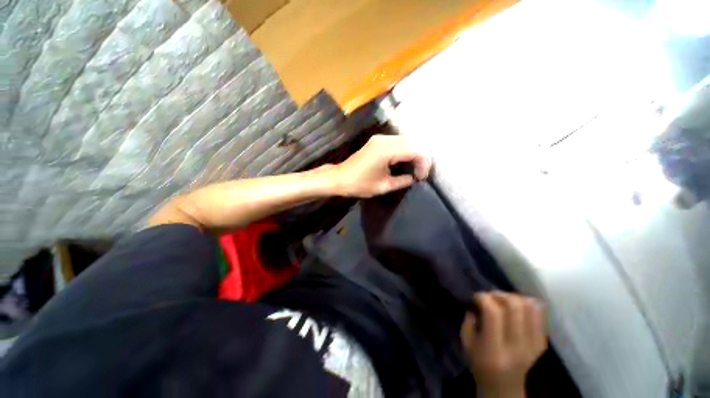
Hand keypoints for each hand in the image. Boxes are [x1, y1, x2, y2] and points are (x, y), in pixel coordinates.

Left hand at [331, 135, 430, 197]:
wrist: (340, 178)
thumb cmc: (360, 184)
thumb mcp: (383, 186)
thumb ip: (402, 181)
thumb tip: (414, 178)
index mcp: (387, 150)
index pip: (415, 150)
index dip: (423, 164)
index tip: (421, 178)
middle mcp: (385, 139)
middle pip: (413, 142)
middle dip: (421, 158)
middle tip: (419, 173)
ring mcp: (380, 138)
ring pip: (406, 140)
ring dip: (414, 153)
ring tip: (414, 168)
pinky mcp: (377, 141)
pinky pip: (397, 142)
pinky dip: (405, 151)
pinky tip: (405, 161)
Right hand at [461, 292, 547, 397]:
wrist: (505, 386)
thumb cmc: (480, 363)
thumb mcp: (466, 343)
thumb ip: (470, 320)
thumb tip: (478, 302)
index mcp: (494, 349)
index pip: (494, 313)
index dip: (483, 298)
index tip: (476, 297)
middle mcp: (517, 346)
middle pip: (515, 307)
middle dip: (499, 294)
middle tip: (490, 296)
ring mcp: (533, 345)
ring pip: (530, 307)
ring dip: (514, 297)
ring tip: (503, 300)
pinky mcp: (541, 343)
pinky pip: (540, 314)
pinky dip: (528, 304)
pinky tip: (516, 306)